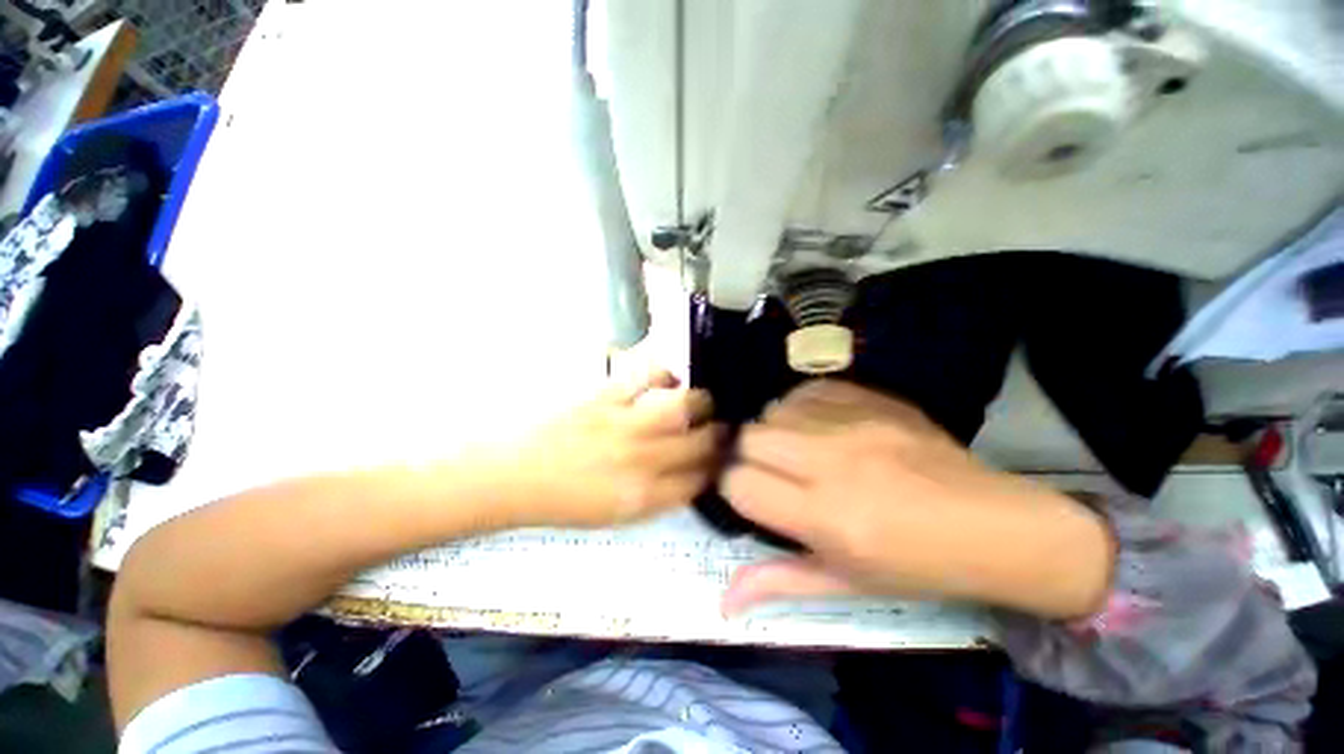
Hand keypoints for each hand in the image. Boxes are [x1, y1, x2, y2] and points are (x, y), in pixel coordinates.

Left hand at [493, 368, 722, 528]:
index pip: (700, 480)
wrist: (511, 476)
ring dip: (702, 402)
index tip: (723, 459)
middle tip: (724, 427)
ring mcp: (625, 425)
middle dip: (722, 435)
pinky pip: (648, 376)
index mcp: (643, 498)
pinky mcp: (605, 396)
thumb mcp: (615, 515)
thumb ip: (657, 496)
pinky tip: (668, 380)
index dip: (718, 467)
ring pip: (684, 406)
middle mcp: (642, 461)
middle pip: (702, 443)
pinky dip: (665, 375)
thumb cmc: (562, 501)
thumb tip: (689, 476)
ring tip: (703, 401)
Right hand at [720, 380, 1112, 618]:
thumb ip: (778, 582)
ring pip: (774, 409)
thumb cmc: (916, 566)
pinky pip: (807, 389)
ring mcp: (856, 424)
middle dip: (748, 455)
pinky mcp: (874, 399)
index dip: (735, 489)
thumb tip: (722, 601)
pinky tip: (819, 426)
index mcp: (827, 518)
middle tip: (772, 472)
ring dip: (774, 430)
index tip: (751, 495)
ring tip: (797, 449)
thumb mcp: (845, 584)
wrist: (996, 525)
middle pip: (750, 437)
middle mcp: (834, 463)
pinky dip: (801, 406)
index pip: (741, 484)